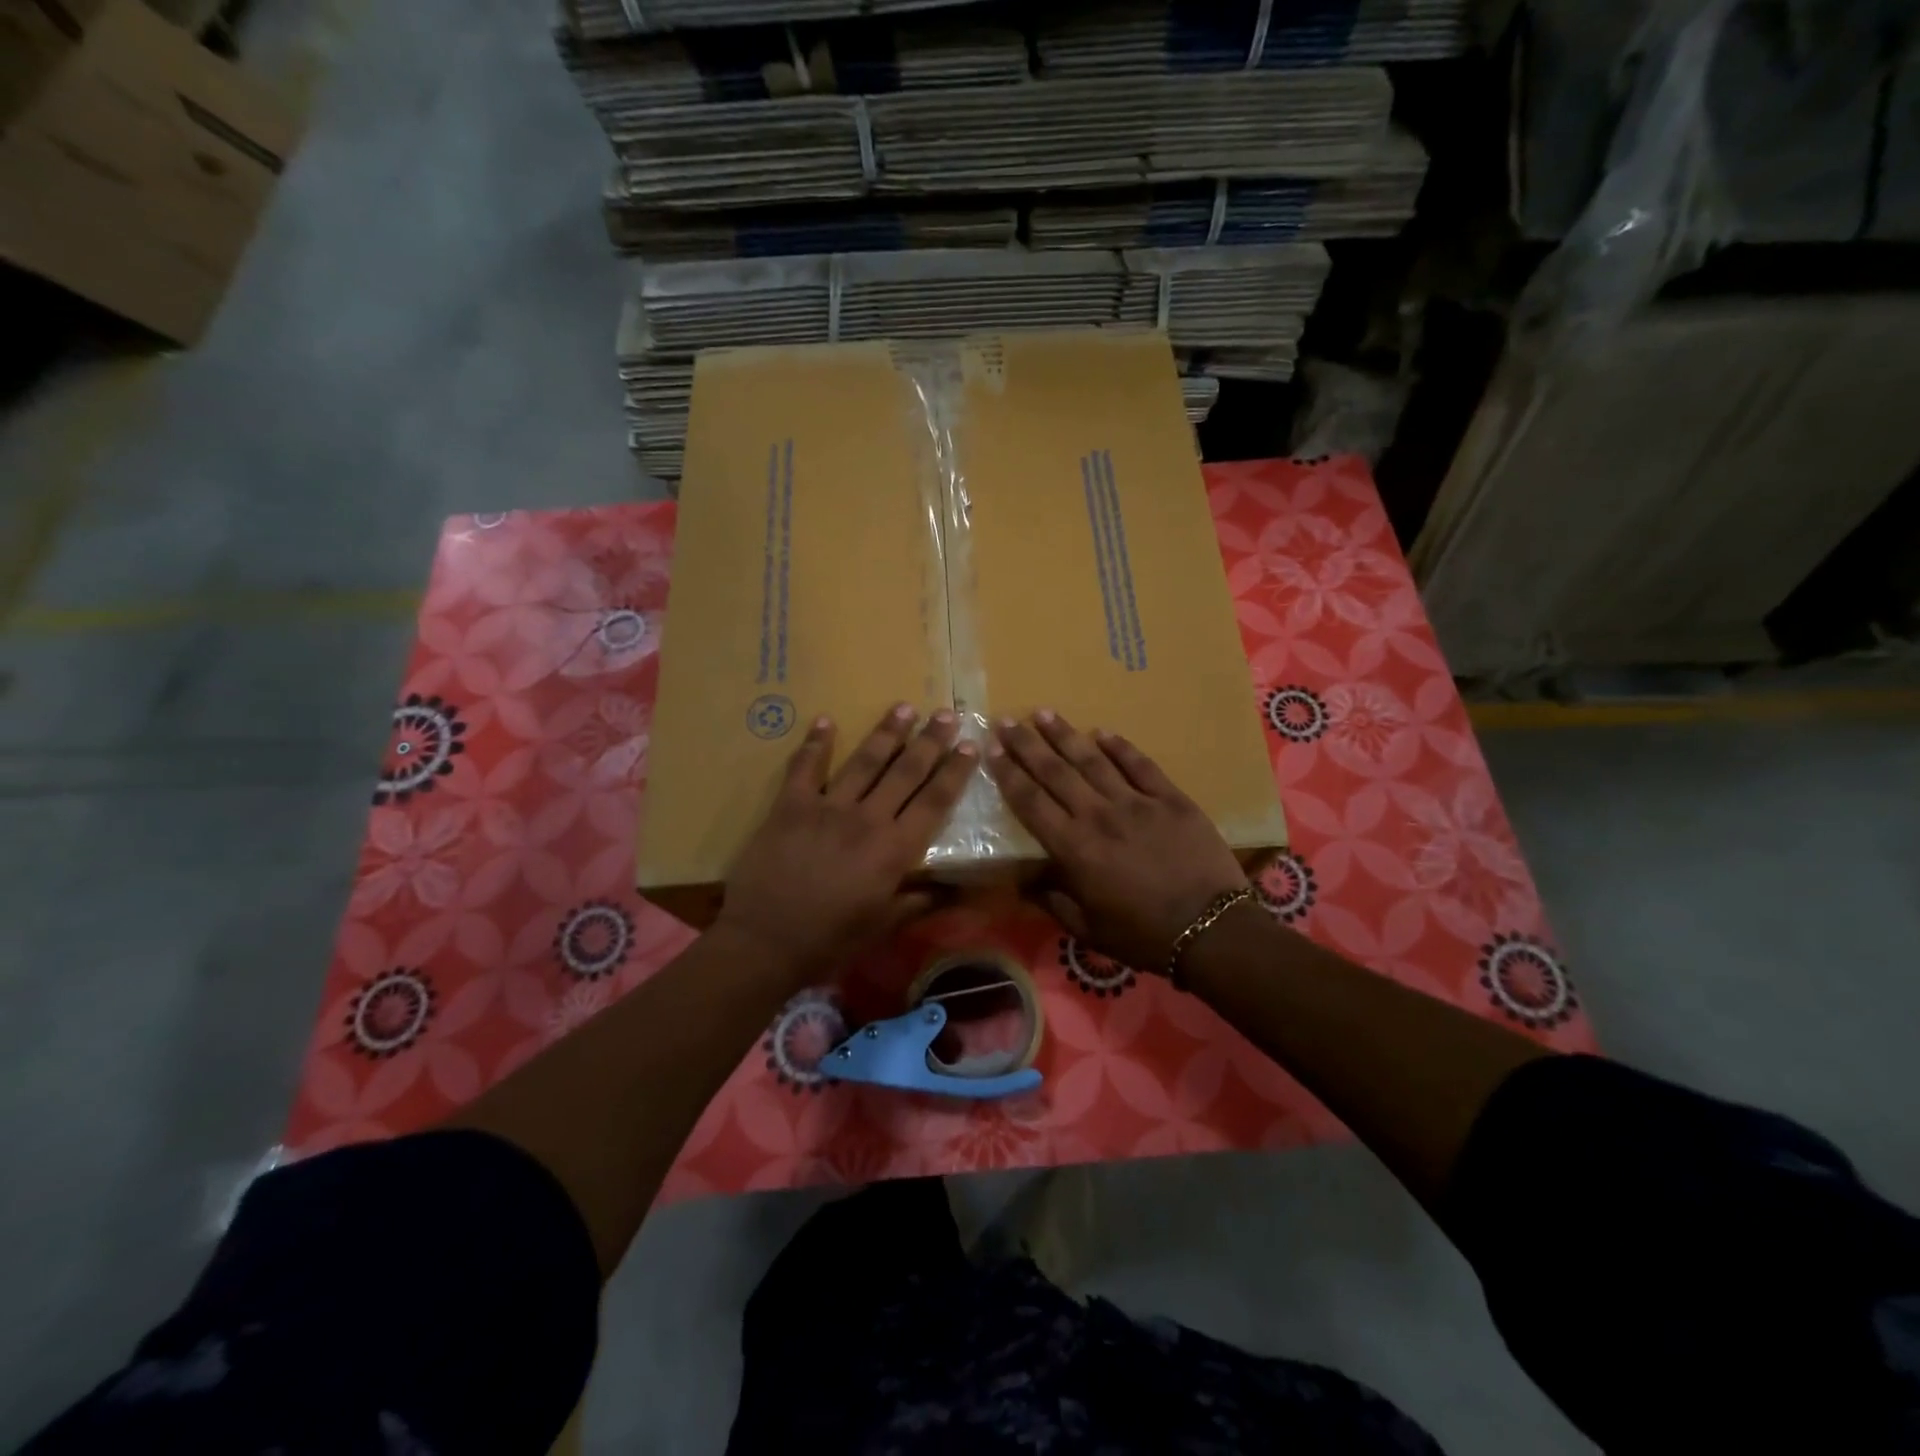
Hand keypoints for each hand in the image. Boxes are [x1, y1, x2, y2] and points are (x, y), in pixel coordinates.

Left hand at [717, 704, 977, 981]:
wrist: (764, 941)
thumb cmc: (829, 940)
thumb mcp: (883, 926)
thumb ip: (920, 901)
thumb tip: (958, 889)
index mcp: (894, 849)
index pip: (934, 801)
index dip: (954, 772)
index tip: (970, 745)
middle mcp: (867, 819)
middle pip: (905, 772)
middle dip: (929, 741)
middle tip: (946, 713)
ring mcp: (827, 807)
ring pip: (864, 761)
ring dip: (886, 732)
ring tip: (903, 707)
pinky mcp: (790, 806)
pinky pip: (805, 767)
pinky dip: (815, 743)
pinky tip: (824, 720)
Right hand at [988, 711, 1249, 972]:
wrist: (1211, 930)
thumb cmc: (1143, 936)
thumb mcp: (1088, 931)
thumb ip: (1054, 901)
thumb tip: (1024, 882)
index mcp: (1074, 848)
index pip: (1031, 802)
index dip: (1009, 774)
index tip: (992, 751)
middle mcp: (1099, 816)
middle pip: (1055, 772)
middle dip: (1027, 744)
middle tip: (1007, 721)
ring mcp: (1137, 803)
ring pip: (1093, 760)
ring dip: (1066, 735)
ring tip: (1044, 713)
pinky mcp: (1171, 799)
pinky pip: (1140, 765)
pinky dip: (1120, 747)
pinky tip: (1102, 732)